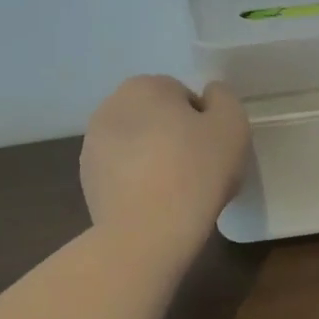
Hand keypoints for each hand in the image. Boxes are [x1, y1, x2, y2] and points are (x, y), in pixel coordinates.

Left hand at [80, 76, 250, 253]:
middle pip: (157, 118)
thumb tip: (209, 97)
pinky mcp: (87, 178)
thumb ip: (223, 98)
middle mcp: (111, 106)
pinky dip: (136, 180)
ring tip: (175, 190)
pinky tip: (153, 203)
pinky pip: (122, 171)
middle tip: (198, 169)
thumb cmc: (196, 171)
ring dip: (154, 158)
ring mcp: (93, 143)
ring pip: (138, 144)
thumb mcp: (232, 124)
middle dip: (175, 137)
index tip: (213, 150)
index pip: (184, 97)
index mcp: (145, 86)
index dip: (204, 123)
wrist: (148, 232)